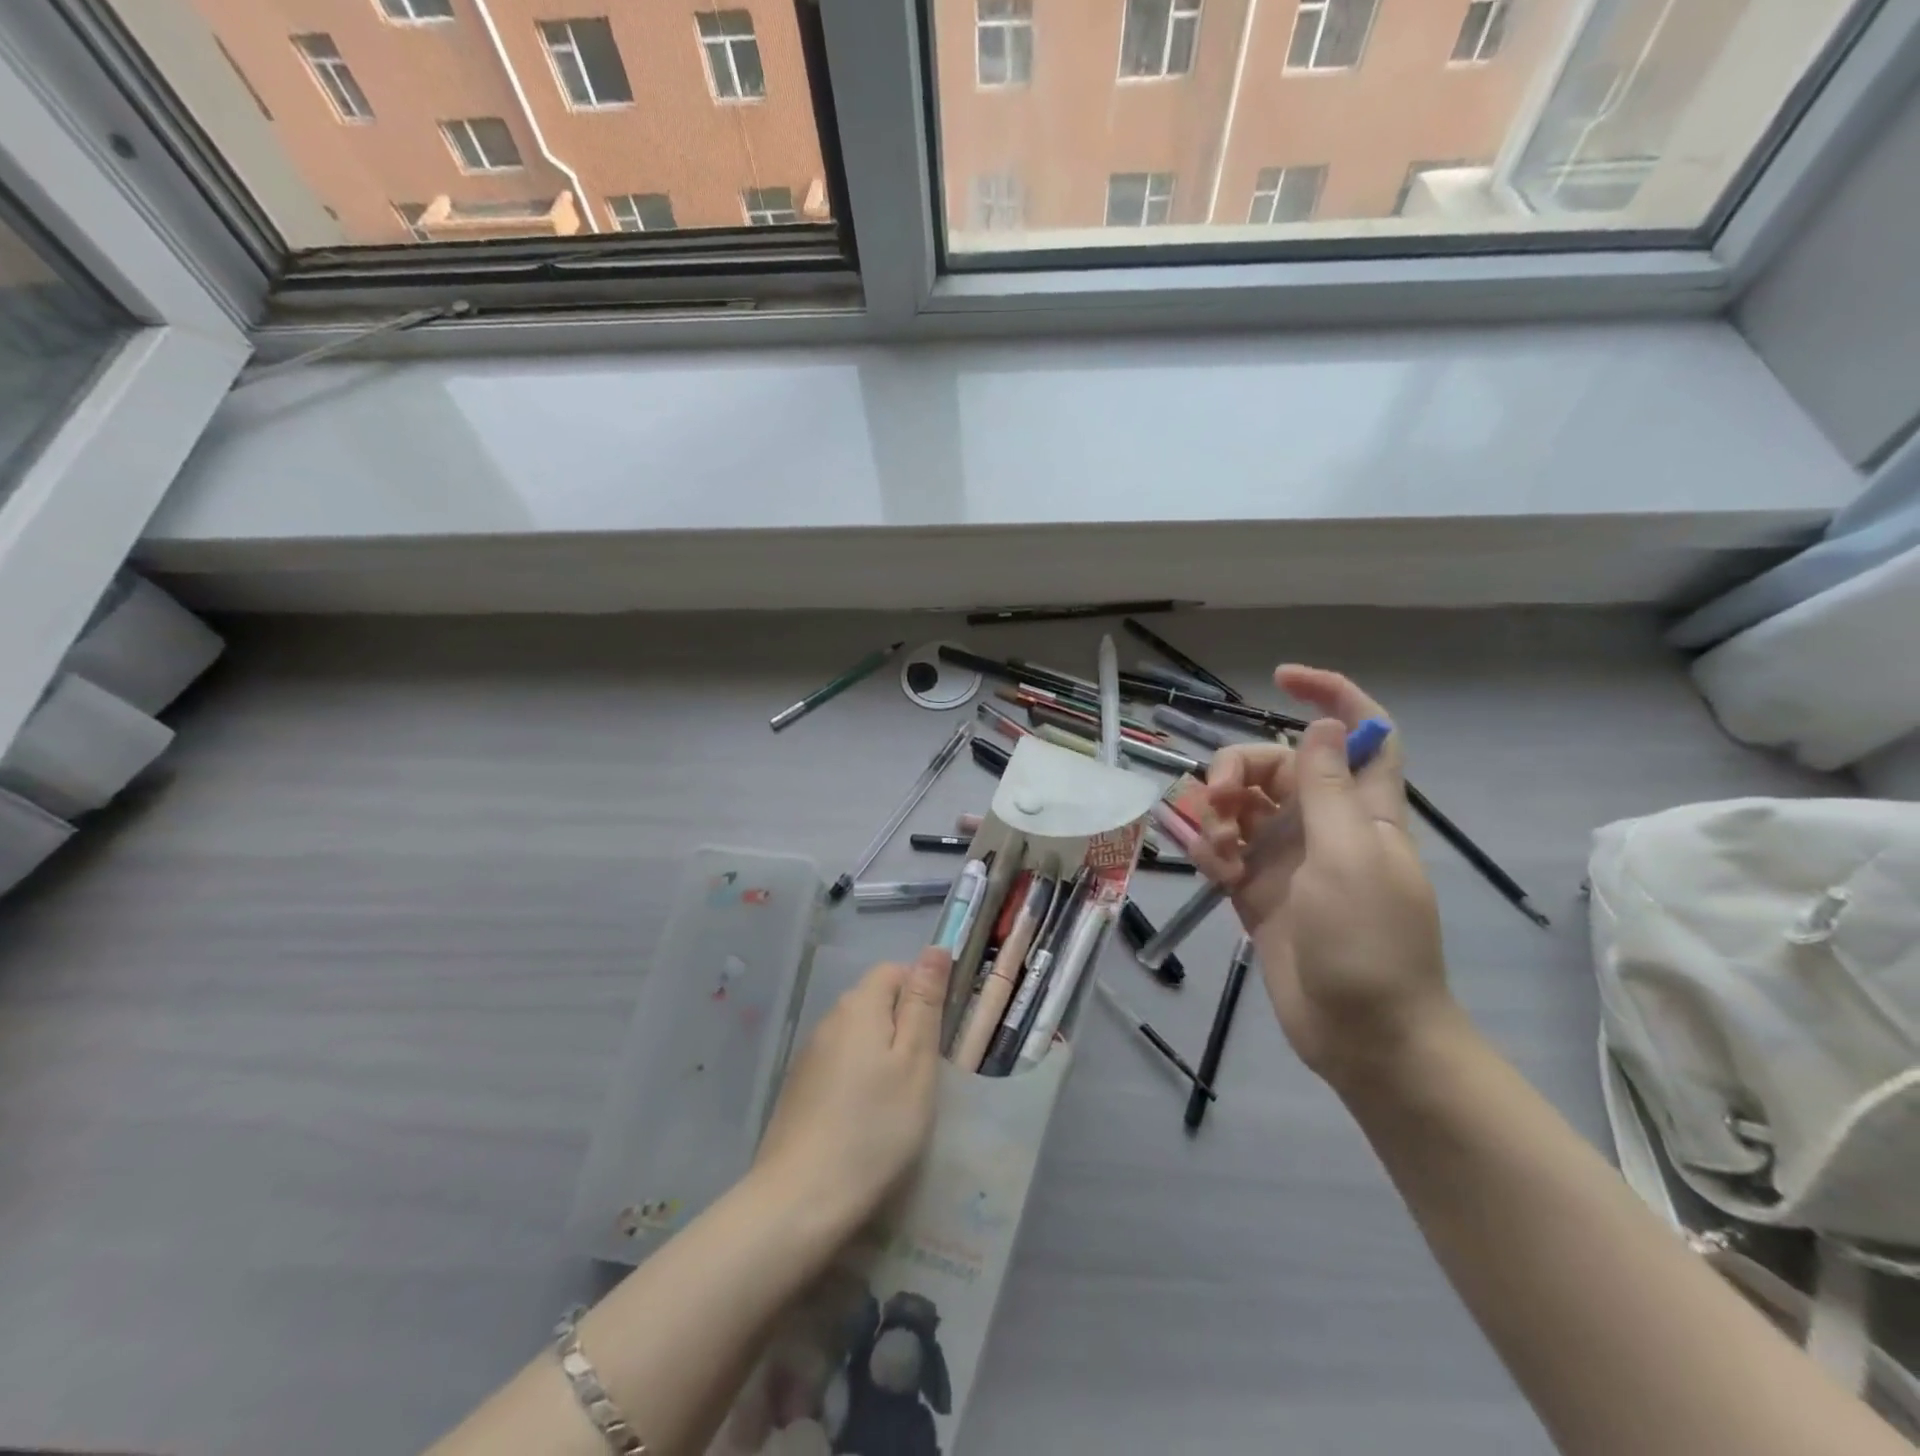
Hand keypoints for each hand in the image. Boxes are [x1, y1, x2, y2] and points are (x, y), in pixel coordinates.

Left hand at [752, 947, 951, 1234]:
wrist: (800, 1199)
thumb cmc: (875, 1127)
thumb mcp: (915, 1062)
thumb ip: (924, 1003)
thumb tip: (935, 948)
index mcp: (859, 1006)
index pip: (894, 971)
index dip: (921, 992)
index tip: (938, 1035)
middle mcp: (829, 1019)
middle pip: (874, 1001)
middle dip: (903, 1024)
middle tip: (924, 1072)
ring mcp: (809, 1055)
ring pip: (857, 1034)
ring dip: (880, 1053)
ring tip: (898, 1099)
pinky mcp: (799, 1087)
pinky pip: (839, 1063)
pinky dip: (858, 1077)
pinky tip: (865, 1117)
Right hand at [1191, 666, 1453, 1087]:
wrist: (1362, 1035)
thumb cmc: (1369, 942)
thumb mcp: (1349, 856)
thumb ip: (1329, 788)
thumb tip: (1323, 725)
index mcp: (1362, 808)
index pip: (1360, 731)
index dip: (1330, 695)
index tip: (1281, 678)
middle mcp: (1324, 822)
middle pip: (1276, 764)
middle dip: (1239, 769)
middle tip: (1220, 800)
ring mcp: (1288, 856)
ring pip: (1242, 804)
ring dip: (1218, 814)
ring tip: (1218, 851)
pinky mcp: (1258, 888)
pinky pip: (1224, 847)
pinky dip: (1212, 849)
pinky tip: (1214, 872)